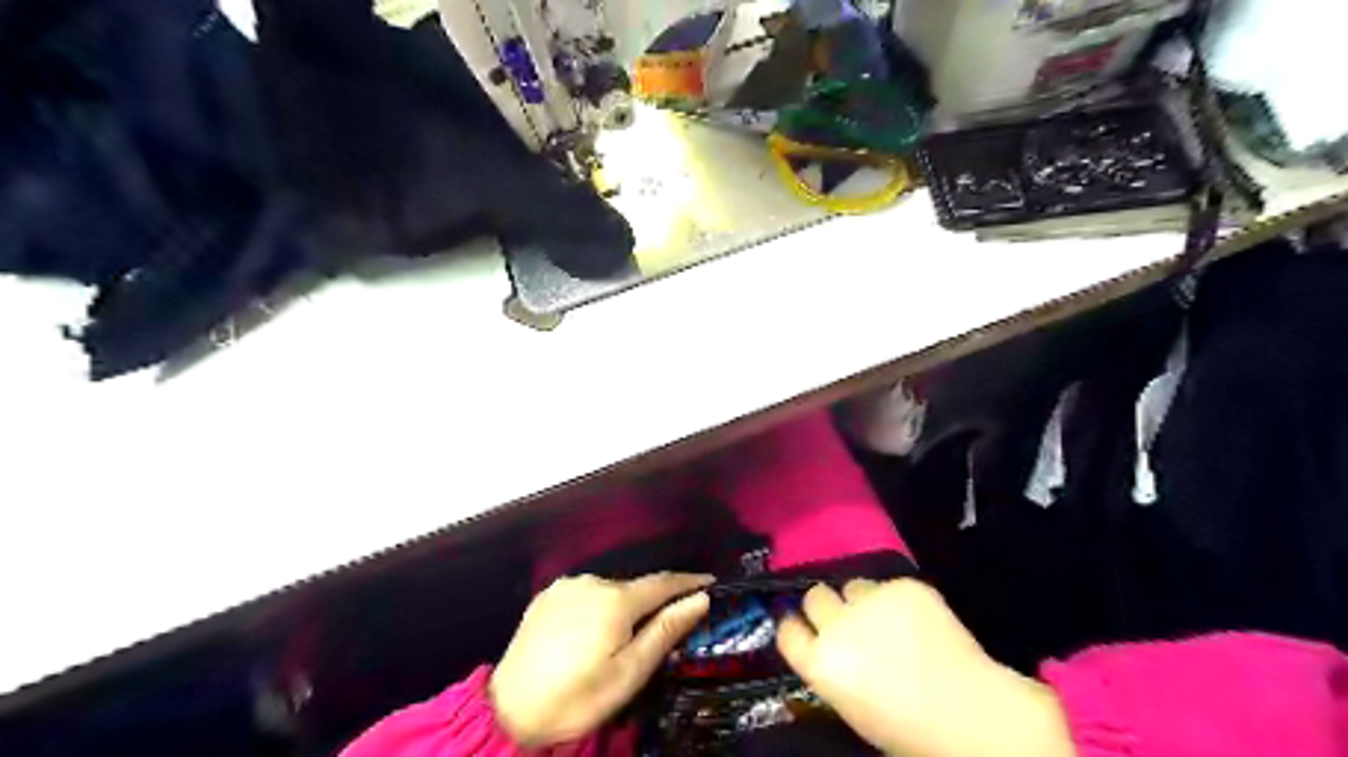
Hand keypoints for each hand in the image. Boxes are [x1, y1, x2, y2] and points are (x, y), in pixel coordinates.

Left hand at [488, 574, 715, 744]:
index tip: (710, 581)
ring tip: (621, 637)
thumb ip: (665, 631)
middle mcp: (592, 582)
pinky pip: (584, 594)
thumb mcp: (629, 673)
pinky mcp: (547, 596)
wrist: (509, 710)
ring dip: (622, 606)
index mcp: (616, 600)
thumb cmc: (577, 698)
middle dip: (653, 602)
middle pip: (635, 588)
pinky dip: (597, 606)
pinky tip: (590, 631)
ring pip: (608, 590)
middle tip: (664, 627)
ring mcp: (566, 586)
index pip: (663, 582)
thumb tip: (700, 599)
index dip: (689, 582)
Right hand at [781, 580, 1074, 756]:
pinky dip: (901, 599)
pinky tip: (922, 620)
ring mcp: (870, 600)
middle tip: (850, 621)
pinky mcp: (903, 586)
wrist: (972, 715)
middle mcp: (837, 624)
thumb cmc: (910, 731)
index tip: (805, 627)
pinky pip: (891, 585)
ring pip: (853, 585)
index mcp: (819, 663)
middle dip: (828, 607)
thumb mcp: (853, 708)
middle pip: (815, 597)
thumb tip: (834, 651)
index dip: (796, 626)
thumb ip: (834, 671)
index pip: (787, 630)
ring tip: (891, 619)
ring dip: (864, 599)